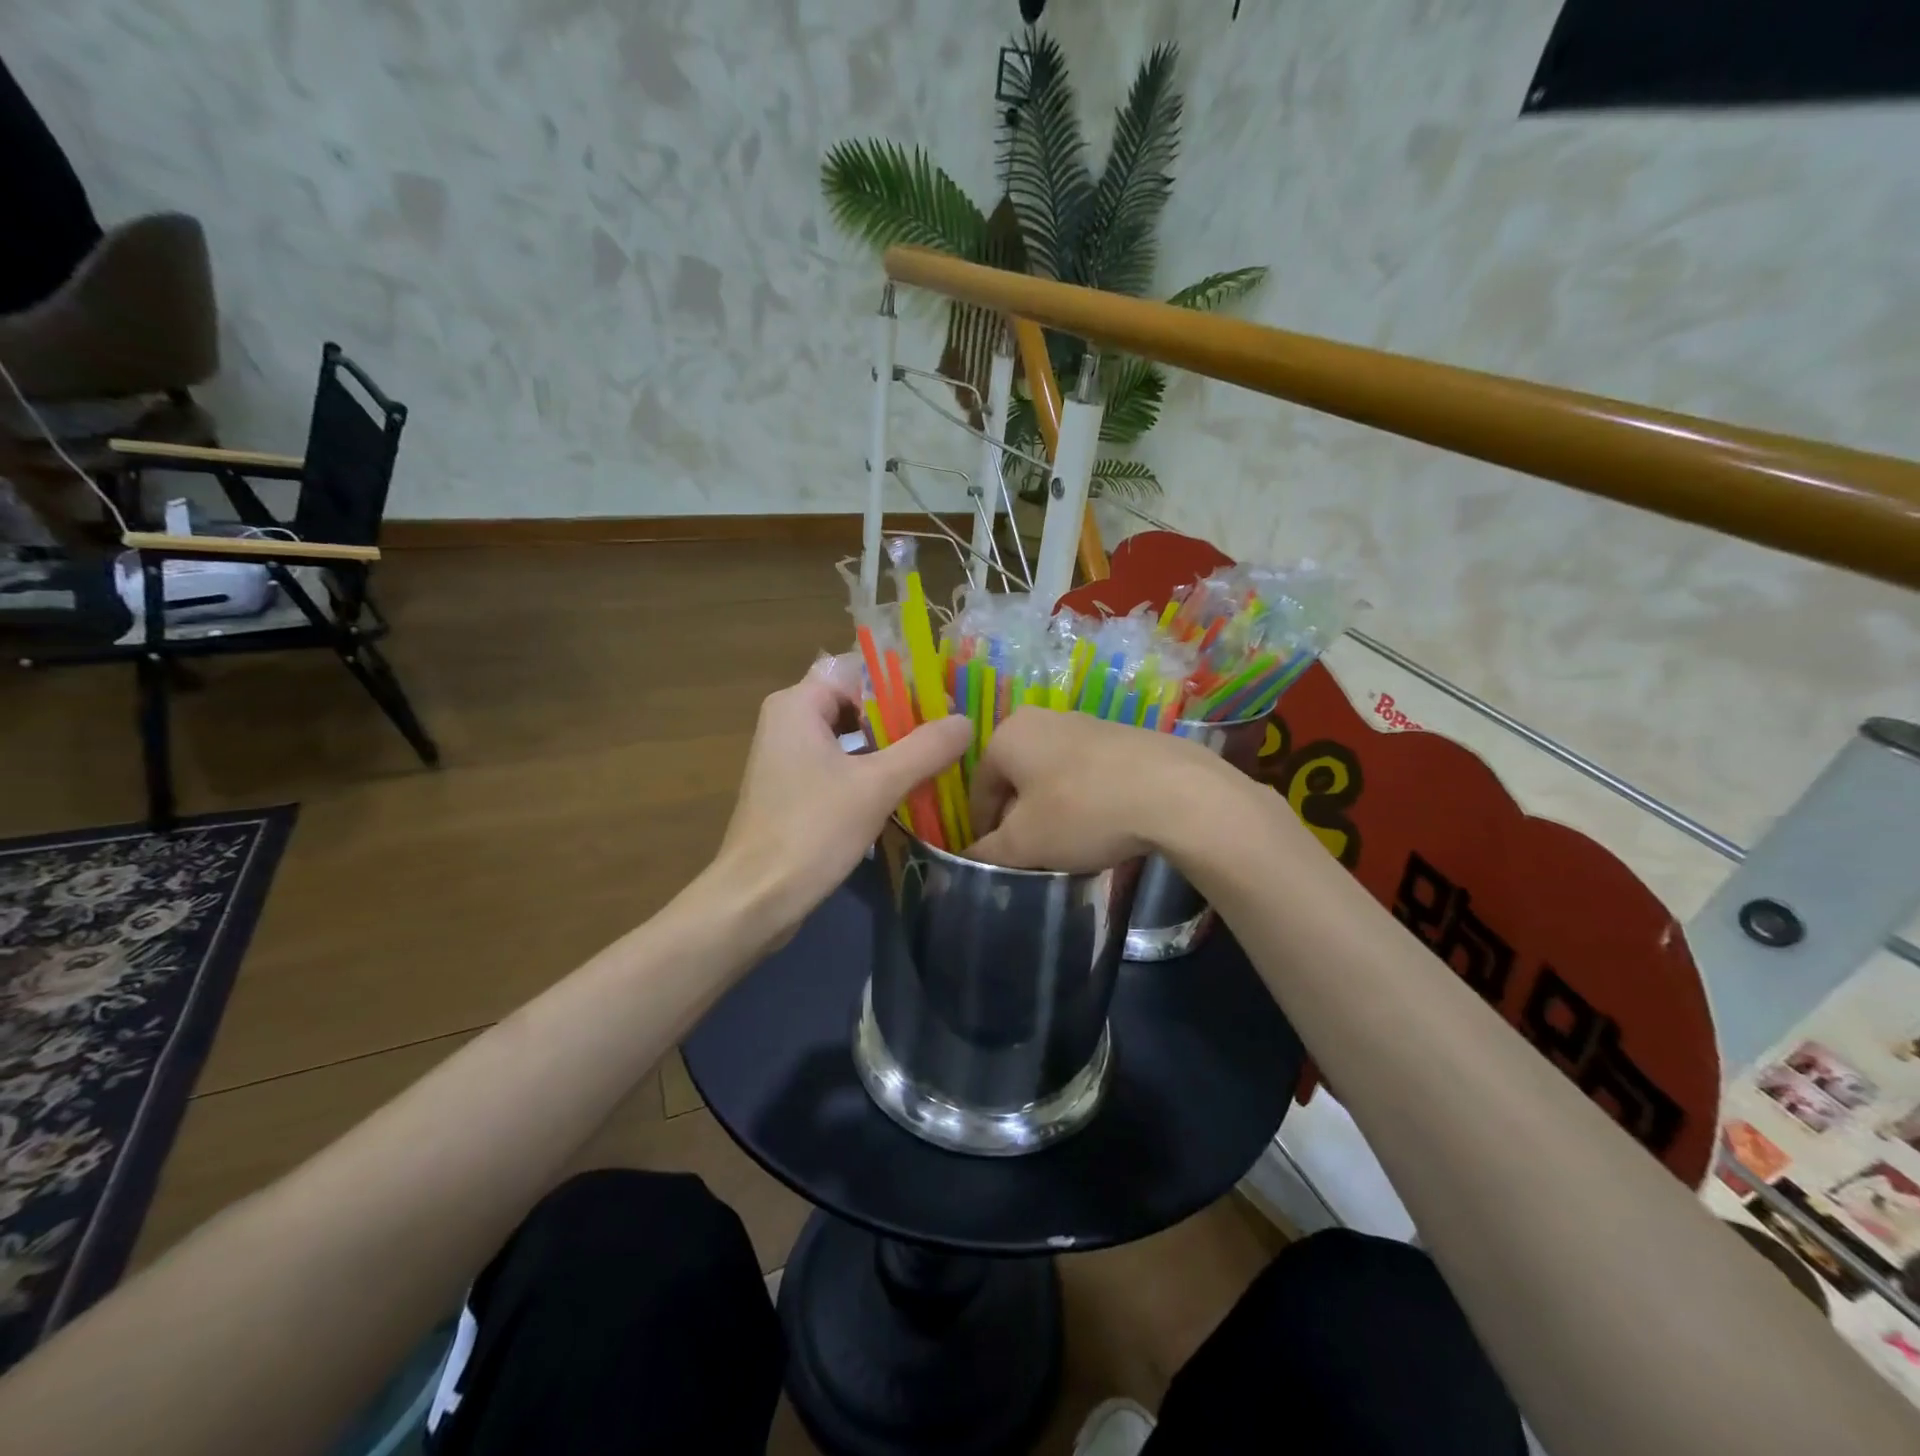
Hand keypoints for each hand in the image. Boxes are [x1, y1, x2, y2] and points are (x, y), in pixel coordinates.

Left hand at [714, 656, 968, 934]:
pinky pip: (838, 762)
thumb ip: (925, 748)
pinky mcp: (792, 788)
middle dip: (900, 714)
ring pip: (848, 734)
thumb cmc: (812, 831)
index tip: (943, 700)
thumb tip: (965, 720)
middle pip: (854, 700)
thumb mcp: (877, 785)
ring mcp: (787, 756)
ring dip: (889, 744)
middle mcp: (787, 720)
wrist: (756, 898)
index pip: (858, 670)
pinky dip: (870, 767)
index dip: (902, 681)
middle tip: (946, 729)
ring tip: (935, 755)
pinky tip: (904, 785)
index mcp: (797, 704)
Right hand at [967, 709, 1225, 871]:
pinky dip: (1083, 799)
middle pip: (1016, 778)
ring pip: (1051, 775)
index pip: (979, 787)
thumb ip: (988, 852)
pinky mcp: (1122, 736)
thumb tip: (967, 858)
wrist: (1174, 791)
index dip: (982, 828)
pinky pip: (1086, 772)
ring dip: (1050, 809)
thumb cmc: (1082, 811)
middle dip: (1018, 818)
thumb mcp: (1025, 843)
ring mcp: (1086, 723)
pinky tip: (1100, 825)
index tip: (994, 859)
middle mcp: (1043, 719)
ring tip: (1067, 844)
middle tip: (1029, 854)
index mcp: (1009, 735)